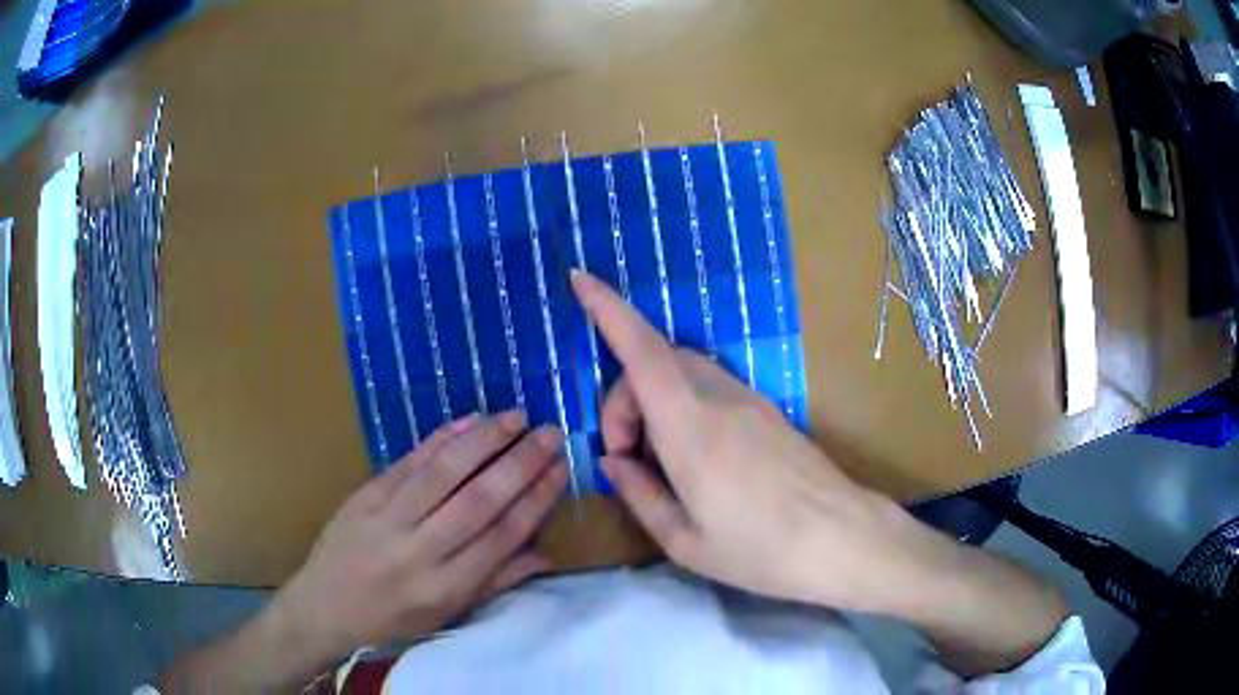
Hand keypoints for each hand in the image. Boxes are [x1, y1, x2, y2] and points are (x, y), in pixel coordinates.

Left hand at [263, 410, 566, 668]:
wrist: (325, 605)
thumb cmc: (393, 617)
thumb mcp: (449, 613)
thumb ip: (497, 581)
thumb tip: (544, 554)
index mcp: (448, 585)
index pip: (503, 535)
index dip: (536, 498)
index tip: (561, 469)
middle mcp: (421, 550)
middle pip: (479, 499)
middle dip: (520, 462)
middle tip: (549, 432)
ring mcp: (389, 518)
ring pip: (444, 472)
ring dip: (484, 440)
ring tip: (515, 417)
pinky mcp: (367, 495)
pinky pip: (409, 462)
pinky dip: (441, 438)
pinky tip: (468, 421)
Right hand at [572, 270, 1067, 675]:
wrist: (844, 540)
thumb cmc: (761, 551)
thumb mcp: (685, 541)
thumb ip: (640, 494)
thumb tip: (612, 462)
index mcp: (691, 430)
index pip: (642, 352)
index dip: (607, 309)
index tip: (579, 278)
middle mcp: (719, 400)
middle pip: (656, 363)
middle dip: (624, 398)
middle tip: (627, 458)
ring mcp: (749, 401)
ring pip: (683, 372)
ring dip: (654, 402)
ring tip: (659, 463)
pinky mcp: (767, 411)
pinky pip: (709, 389)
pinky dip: (682, 408)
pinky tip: (692, 459)